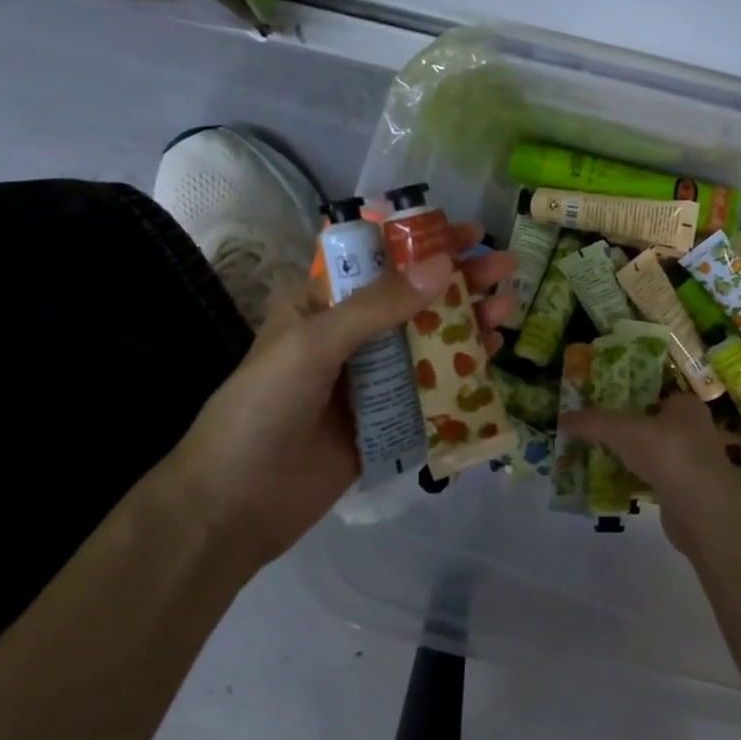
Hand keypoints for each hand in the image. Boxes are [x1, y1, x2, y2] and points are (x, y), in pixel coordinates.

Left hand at [168, 221, 515, 563]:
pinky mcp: (386, 420)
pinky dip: (461, 373)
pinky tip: (490, 359)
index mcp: (320, 305)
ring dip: (467, 324)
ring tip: (507, 310)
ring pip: (428, 343)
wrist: (233, 506)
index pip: (379, 262)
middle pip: (413, 300)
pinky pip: (430, 389)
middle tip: (505, 267)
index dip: (423, 244)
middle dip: (459, 282)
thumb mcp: (313, 344)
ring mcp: (370, 380)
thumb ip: (378, 306)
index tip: (470, 232)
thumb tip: (442, 265)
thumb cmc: (262, 408)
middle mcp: (349, 336)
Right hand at [561, 391, 740, 551]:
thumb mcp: (622, 430)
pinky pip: (652, 478)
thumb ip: (592, 422)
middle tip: (592, 429)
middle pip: (650, 423)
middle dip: (623, 428)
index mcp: (685, 405)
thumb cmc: (667, 452)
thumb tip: (562, 418)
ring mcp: (690, 462)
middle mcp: (692, 429)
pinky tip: (611, 482)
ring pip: (651, 453)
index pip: (654, 392)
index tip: (600, 401)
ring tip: (594, 455)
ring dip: (627, 455)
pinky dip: (634, 479)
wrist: (701, 510)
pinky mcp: (684, 491)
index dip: (627, 395)